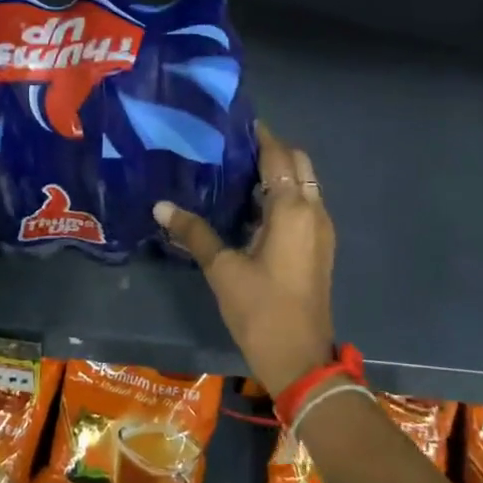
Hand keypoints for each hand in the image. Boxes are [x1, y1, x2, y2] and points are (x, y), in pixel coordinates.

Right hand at [154, 124, 335, 392]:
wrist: (300, 360)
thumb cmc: (261, 310)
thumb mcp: (222, 270)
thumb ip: (195, 232)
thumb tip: (161, 206)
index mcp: (292, 210)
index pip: (278, 156)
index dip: (259, 136)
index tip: (233, 122)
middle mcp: (313, 212)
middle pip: (299, 164)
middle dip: (271, 150)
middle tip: (231, 148)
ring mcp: (321, 231)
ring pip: (304, 185)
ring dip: (278, 173)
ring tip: (235, 172)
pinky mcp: (319, 248)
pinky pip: (304, 206)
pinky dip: (283, 195)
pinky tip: (250, 207)